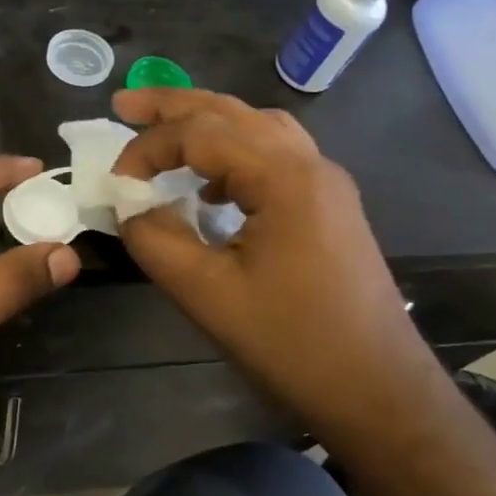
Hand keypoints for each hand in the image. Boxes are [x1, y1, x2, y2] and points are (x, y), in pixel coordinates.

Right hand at [111, 88, 446, 454]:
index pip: (200, 132)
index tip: (115, 181)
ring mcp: (325, 184)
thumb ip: (155, 238)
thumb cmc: (292, 344)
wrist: (380, 393)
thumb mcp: (206, 294)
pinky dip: (232, 154)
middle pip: (232, 111)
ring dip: (206, 123)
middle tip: (123, 103)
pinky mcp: (329, 207)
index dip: (148, 148)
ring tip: (163, 132)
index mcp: (284, 176)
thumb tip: (129, 205)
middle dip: (173, 106)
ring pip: (258, 128)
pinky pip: (274, 156)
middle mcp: (310, 164)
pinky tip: (210, 188)